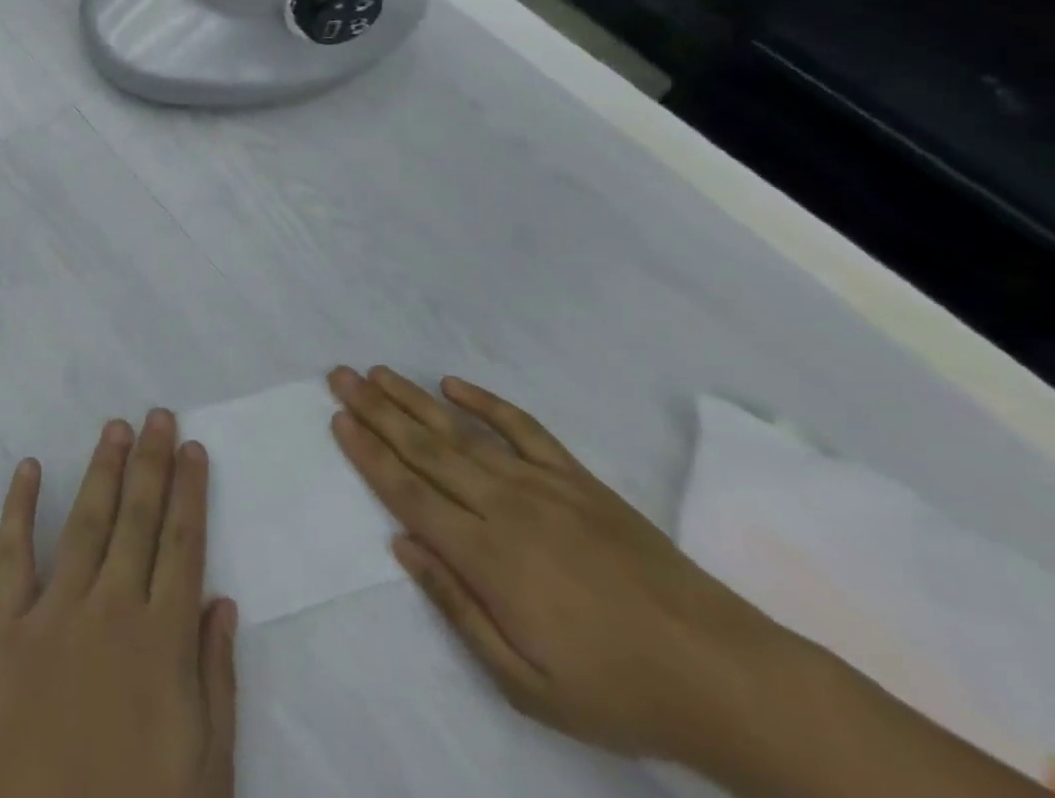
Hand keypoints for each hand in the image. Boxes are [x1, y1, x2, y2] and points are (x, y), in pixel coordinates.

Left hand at [0, 409, 238, 797]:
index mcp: (163, 638)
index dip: (189, 490)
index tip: (192, 447)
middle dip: (151, 462)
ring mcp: (55, 613)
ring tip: (115, 428)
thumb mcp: (207, 765)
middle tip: (158, 415)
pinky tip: (30, 468)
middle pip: (138, 518)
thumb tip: (222, 600)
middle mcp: (112, 608)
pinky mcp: (6, 629)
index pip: (182, 542)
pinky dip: (20, 508)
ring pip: (87, 522)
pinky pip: (12, 556)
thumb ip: (215, 677)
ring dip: (102, 470)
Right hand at [327, 366, 780, 764]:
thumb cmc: (616, 690)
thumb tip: (402, 546)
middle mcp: (504, 506)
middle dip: (377, 410)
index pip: (409, 492)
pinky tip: (454, 384)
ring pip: (462, 431)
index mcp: (487, 557)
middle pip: (425, 448)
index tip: (338, 419)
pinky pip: (522, 428)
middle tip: (341, 375)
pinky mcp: (577, 478)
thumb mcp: (526, 683)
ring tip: (378, 372)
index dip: (369, 453)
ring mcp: (542, 485)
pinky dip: (486, 402)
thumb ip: (457, 609)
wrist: (722, 674)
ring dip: (414, 399)